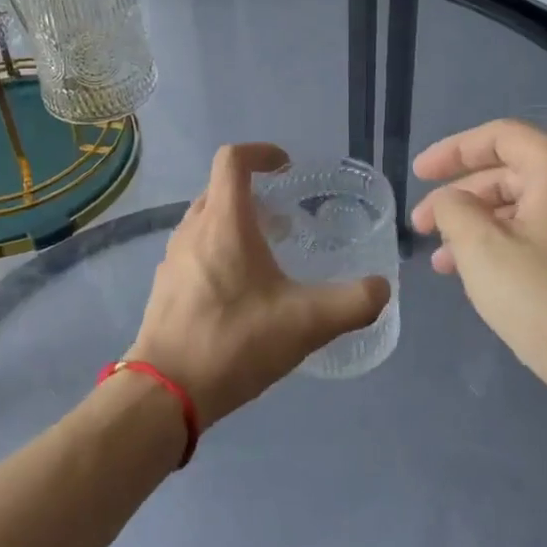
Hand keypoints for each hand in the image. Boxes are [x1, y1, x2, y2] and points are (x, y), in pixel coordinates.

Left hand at [127, 144, 390, 426]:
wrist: (165, 393)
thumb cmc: (234, 342)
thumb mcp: (306, 323)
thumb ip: (352, 303)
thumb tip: (381, 289)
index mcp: (223, 222)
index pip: (232, 159)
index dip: (261, 152)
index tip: (287, 168)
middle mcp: (192, 229)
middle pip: (219, 189)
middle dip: (253, 193)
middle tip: (285, 220)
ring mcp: (173, 258)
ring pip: (205, 221)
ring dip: (235, 224)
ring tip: (267, 256)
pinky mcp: (165, 286)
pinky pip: (194, 249)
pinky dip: (219, 251)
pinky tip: (240, 292)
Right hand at [411, 120, 546, 431]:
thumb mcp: (482, 249)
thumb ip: (453, 209)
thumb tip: (449, 201)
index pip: (498, 136)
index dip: (451, 151)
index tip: (417, 175)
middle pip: (511, 171)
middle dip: (461, 196)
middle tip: (422, 225)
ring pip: (525, 206)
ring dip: (479, 225)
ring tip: (442, 259)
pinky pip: (544, 233)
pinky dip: (507, 244)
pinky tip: (479, 275)